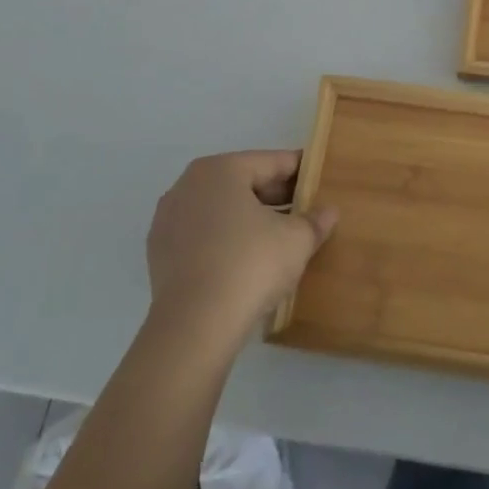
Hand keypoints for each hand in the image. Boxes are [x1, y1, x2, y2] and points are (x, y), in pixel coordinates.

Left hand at [146, 151, 337, 338]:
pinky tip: (246, 261)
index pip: (271, 162)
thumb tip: (328, 212)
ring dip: (249, 219)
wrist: (194, 326)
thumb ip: (315, 220)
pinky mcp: (160, 253)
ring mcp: (168, 219)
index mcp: (221, 169)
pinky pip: (202, 236)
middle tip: (305, 212)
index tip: (320, 182)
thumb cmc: (250, 264)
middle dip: (275, 197)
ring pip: (221, 210)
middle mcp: (188, 185)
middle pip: (243, 183)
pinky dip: (225, 241)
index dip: (301, 172)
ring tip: (279, 239)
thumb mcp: (297, 240)